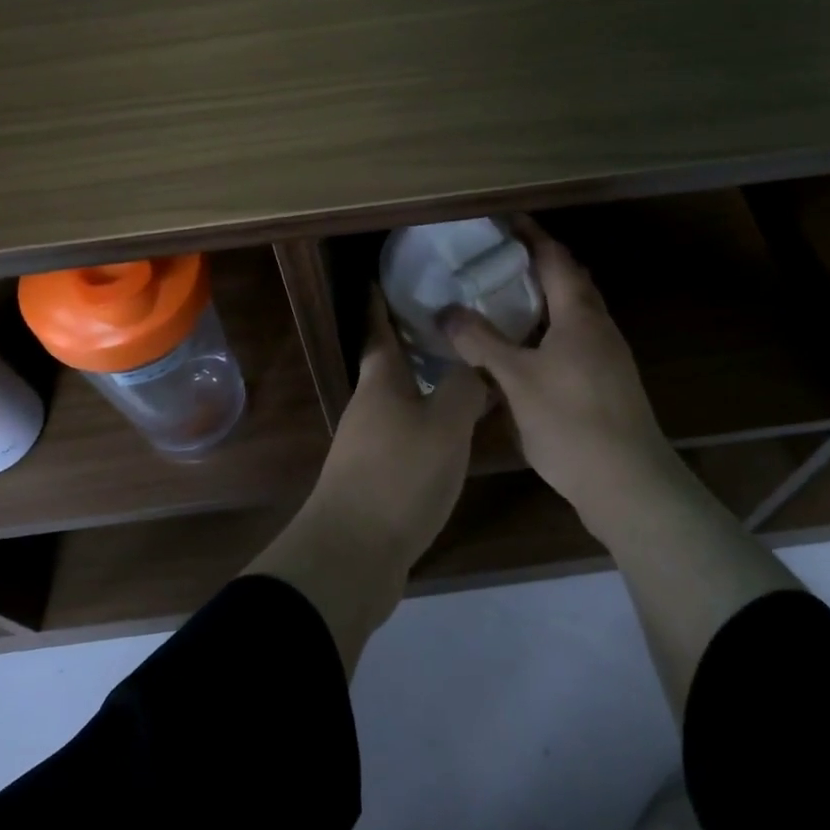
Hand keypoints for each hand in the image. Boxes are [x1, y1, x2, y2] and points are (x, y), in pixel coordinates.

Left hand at [311, 288, 486, 570]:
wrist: (353, 554)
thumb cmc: (399, 476)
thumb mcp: (445, 426)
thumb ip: (464, 389)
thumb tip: (476, 366)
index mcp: (380, 383)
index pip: (378, 330)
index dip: (380, 302)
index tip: (384, 275)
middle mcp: (369, 407)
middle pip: (390, 365)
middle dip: (414, 342)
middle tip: (452, 322)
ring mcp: (368, 445)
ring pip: (401, 401)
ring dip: (425, 384)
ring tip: (463, 372)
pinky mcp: (377, 478)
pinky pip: (407, 435)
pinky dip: (429, 423)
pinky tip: (454, 432)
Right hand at [442, 217, 673, 518]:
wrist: (629, 483)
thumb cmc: (571, 421)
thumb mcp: (517, 379)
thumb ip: (481, 342)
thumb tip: (446, 312)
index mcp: (579, 314)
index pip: (554, 258)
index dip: (529, 235)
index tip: (503, 219)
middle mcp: (598, 326)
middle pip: (568, 281)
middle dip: (536, 264)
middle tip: (495, 259)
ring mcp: (607, 356)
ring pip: (571, 314)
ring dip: (542, 300)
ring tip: (502, 300)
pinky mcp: (606, 383)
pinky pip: (573, 340)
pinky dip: (547, 331)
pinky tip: (523, 351)